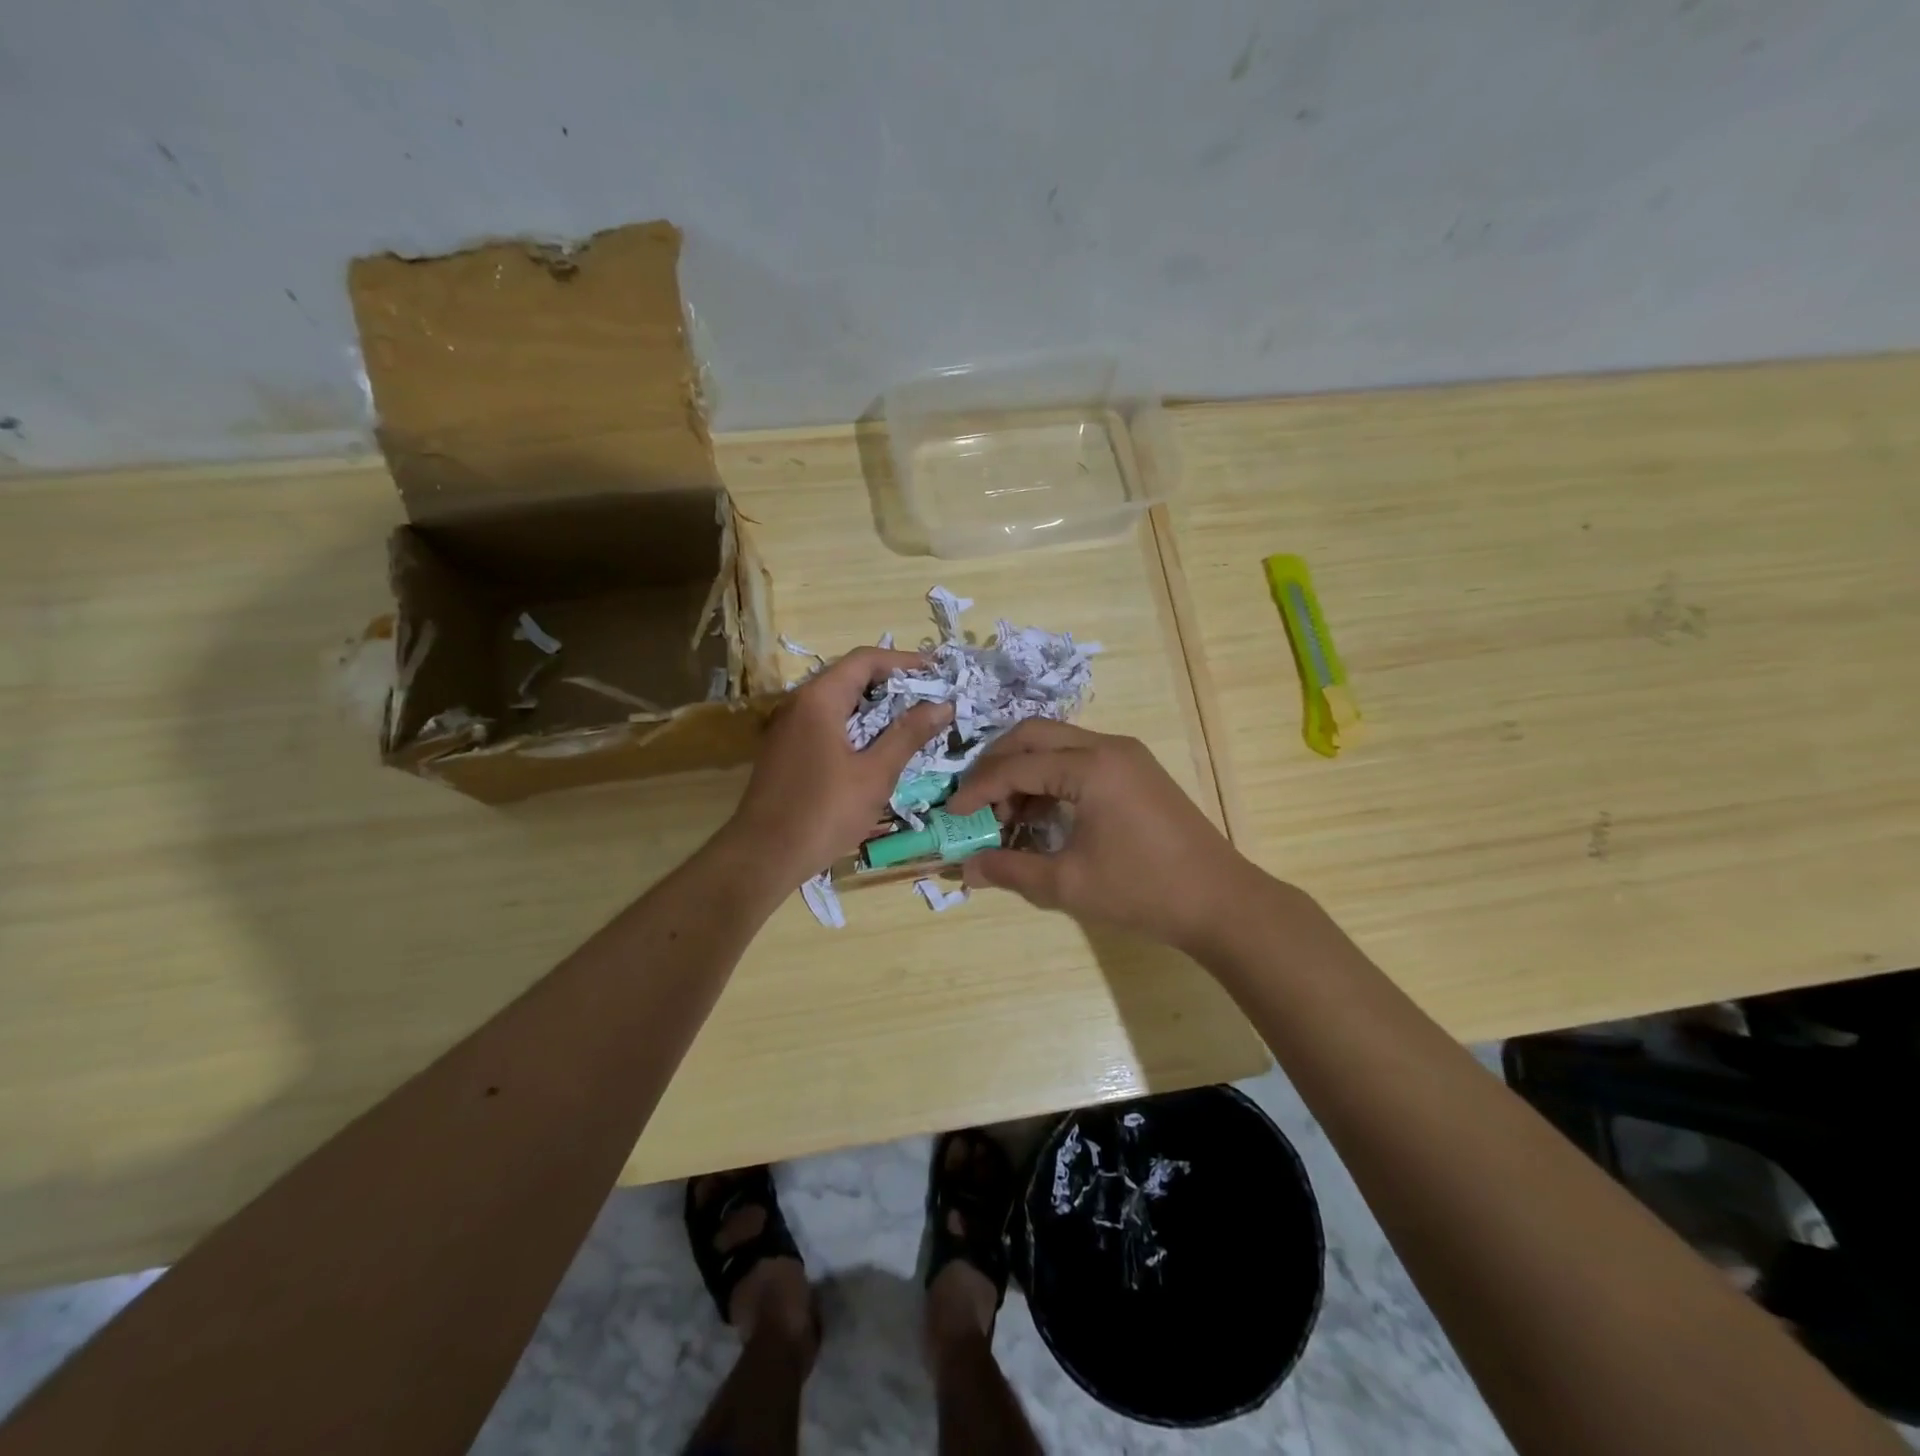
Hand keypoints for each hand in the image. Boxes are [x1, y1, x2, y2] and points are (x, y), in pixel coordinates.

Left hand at [727, 647, 952, 881]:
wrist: (763, 856)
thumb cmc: (824, 812)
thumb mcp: (875, 774)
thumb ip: (908, 735)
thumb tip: (942, 705)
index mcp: (819, 699)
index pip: (865, 660)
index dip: (904, 661)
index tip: (937, 672)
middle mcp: (799, 703)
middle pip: (850, 677)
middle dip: (893, 684)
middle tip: (930, 699)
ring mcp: (788, 727)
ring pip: (838, 702)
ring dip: (875, 708)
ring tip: (912, 722)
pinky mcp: (786, 750)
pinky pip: (826, 723)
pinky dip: (856, 726)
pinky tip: (878, 748)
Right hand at [946, 721, 1258, 952]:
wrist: (1221, 901)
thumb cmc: (1142, 891)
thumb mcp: (1068, 884)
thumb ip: (1010, 870)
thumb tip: (965, 868)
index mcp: (1090, 766)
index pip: (1015, 766)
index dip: (977, 790)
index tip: (952, 816)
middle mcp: (1107, 746)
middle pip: (1033, 735)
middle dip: (996, 764)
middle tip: (975, 802)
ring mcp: (1126, 755)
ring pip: (1057, 743)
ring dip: (1025, 770)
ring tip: (1007, 815)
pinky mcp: (1137, 770)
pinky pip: (1080, 758)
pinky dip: (1052, 777)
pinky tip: (1041, 813)